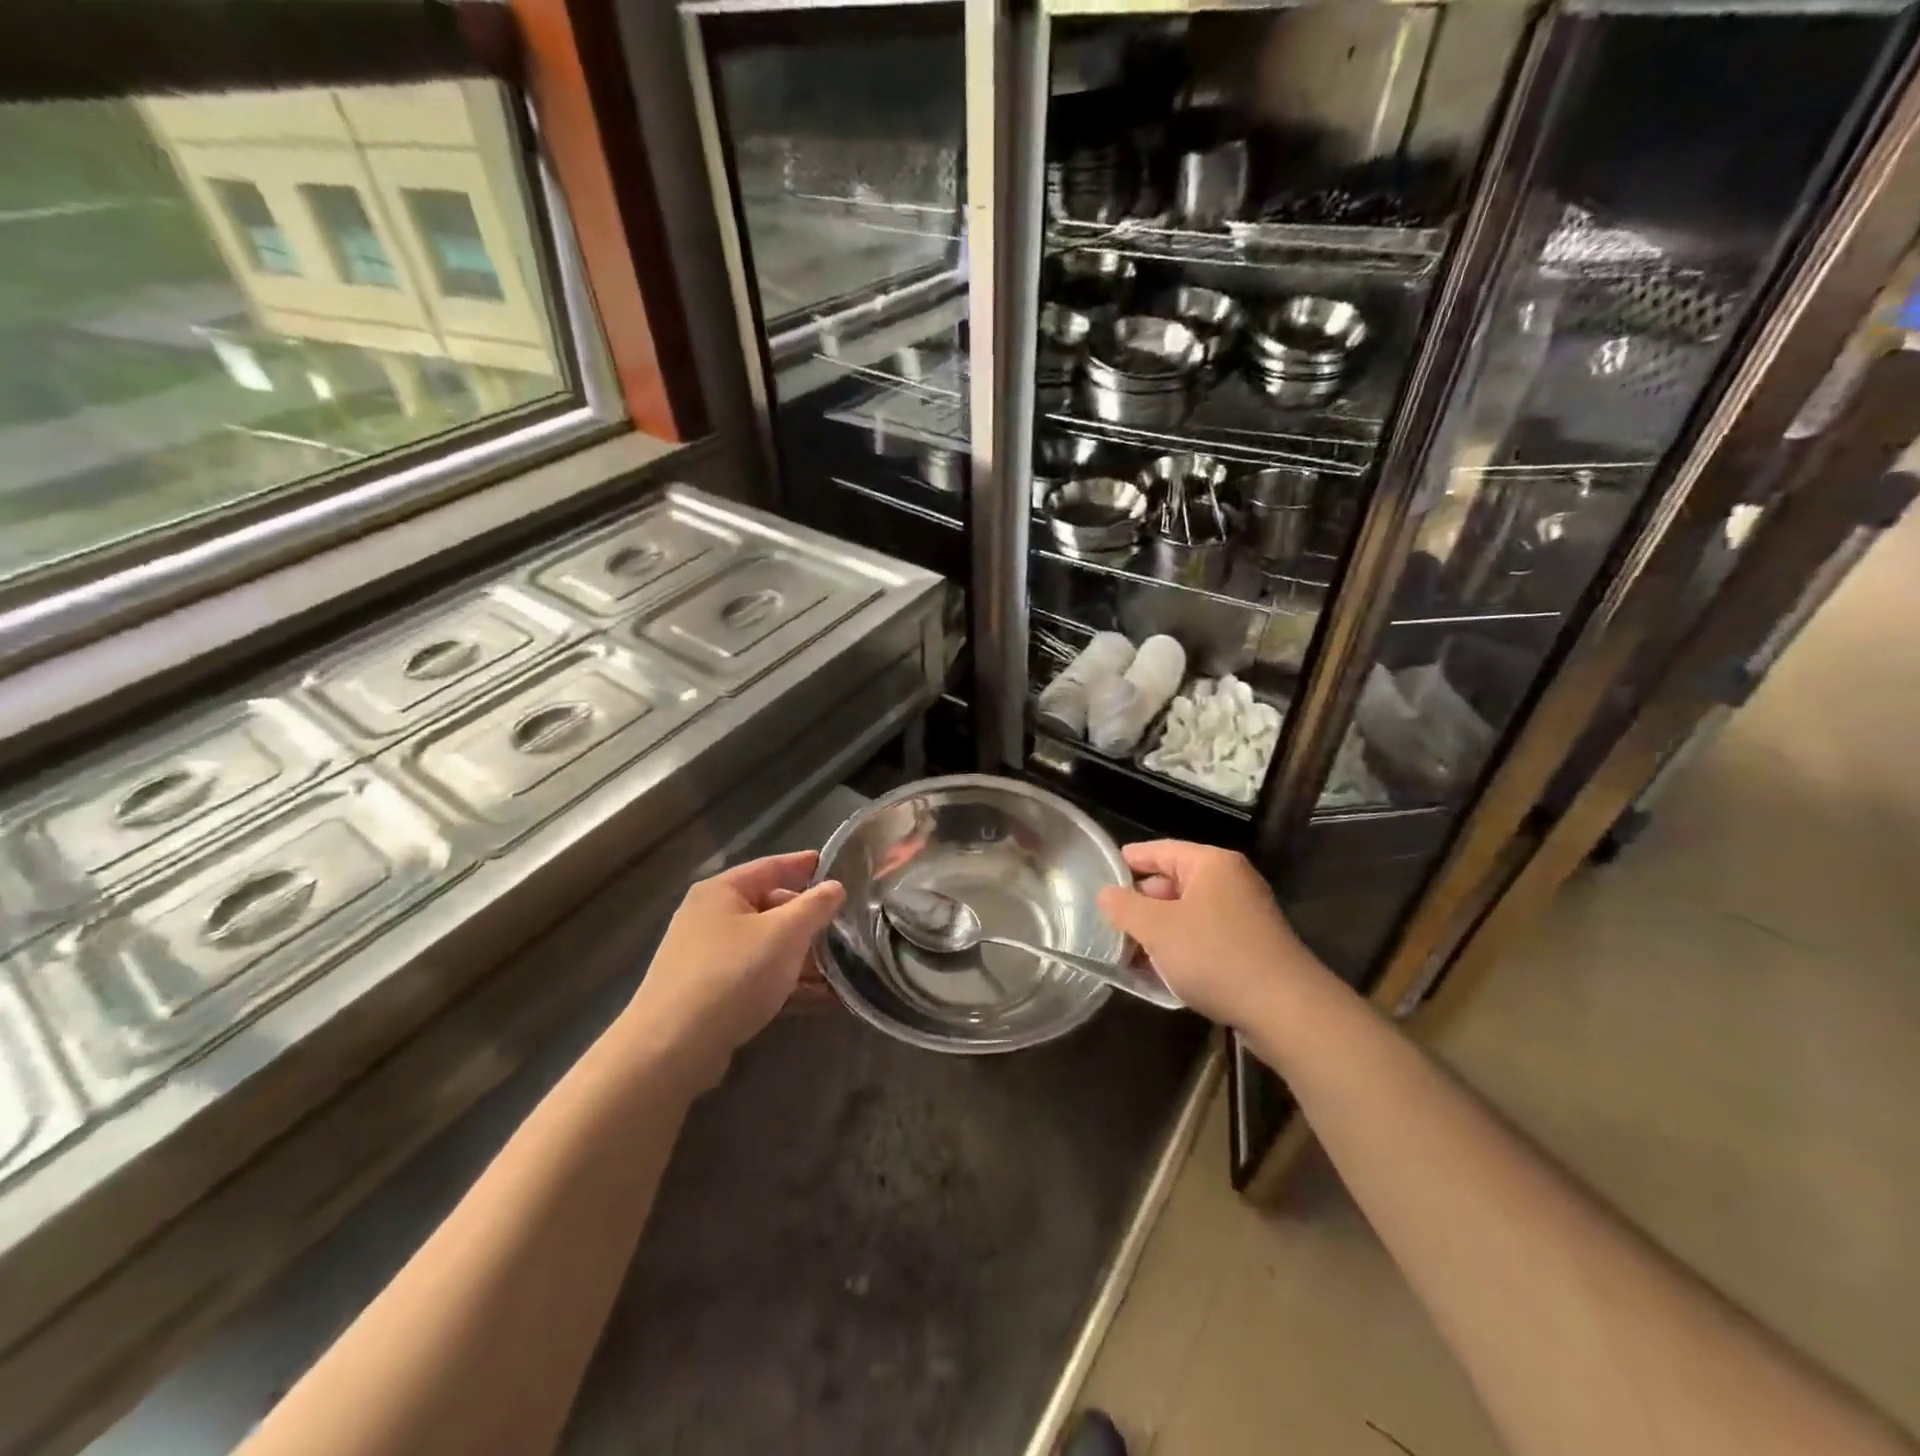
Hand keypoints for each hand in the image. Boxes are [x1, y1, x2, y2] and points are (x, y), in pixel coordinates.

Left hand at [626, 851, 845, 1087]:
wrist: (673, 1048)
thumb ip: (815, 906)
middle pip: (767, 906)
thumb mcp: (784, 933)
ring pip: (763, 945)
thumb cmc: (733, 974)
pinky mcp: (707, 994)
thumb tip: (835, 887)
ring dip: (800, 954)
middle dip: (806, 916)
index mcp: (721, 891)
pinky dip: (784, 981)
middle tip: (843, 924)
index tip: (836, 867)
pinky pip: (755, 976)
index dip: (804, 865)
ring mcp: (705, 957)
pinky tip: (816, 997)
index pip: (771, 866)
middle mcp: (708, 917)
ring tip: (839, 965)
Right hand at [1096, 840, 1319, 1028]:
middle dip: (1141, 902)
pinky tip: (1159, 972)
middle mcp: (1231, 882)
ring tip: (1127, 950)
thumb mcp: (1158, 929)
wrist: (1285, 1009)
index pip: (1162, 850)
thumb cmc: (1215, 955)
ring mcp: (1244, 916)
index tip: (1105, 869)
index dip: (1132, 859)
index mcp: (1211, 864)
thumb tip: (1105, 893)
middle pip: (1174, 882)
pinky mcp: (1250, 948)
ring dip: (1158, 931)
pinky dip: (1180, 949)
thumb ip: (1124, 908)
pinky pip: (1204, 938)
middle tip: (1110, 920)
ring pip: (1188, 914)